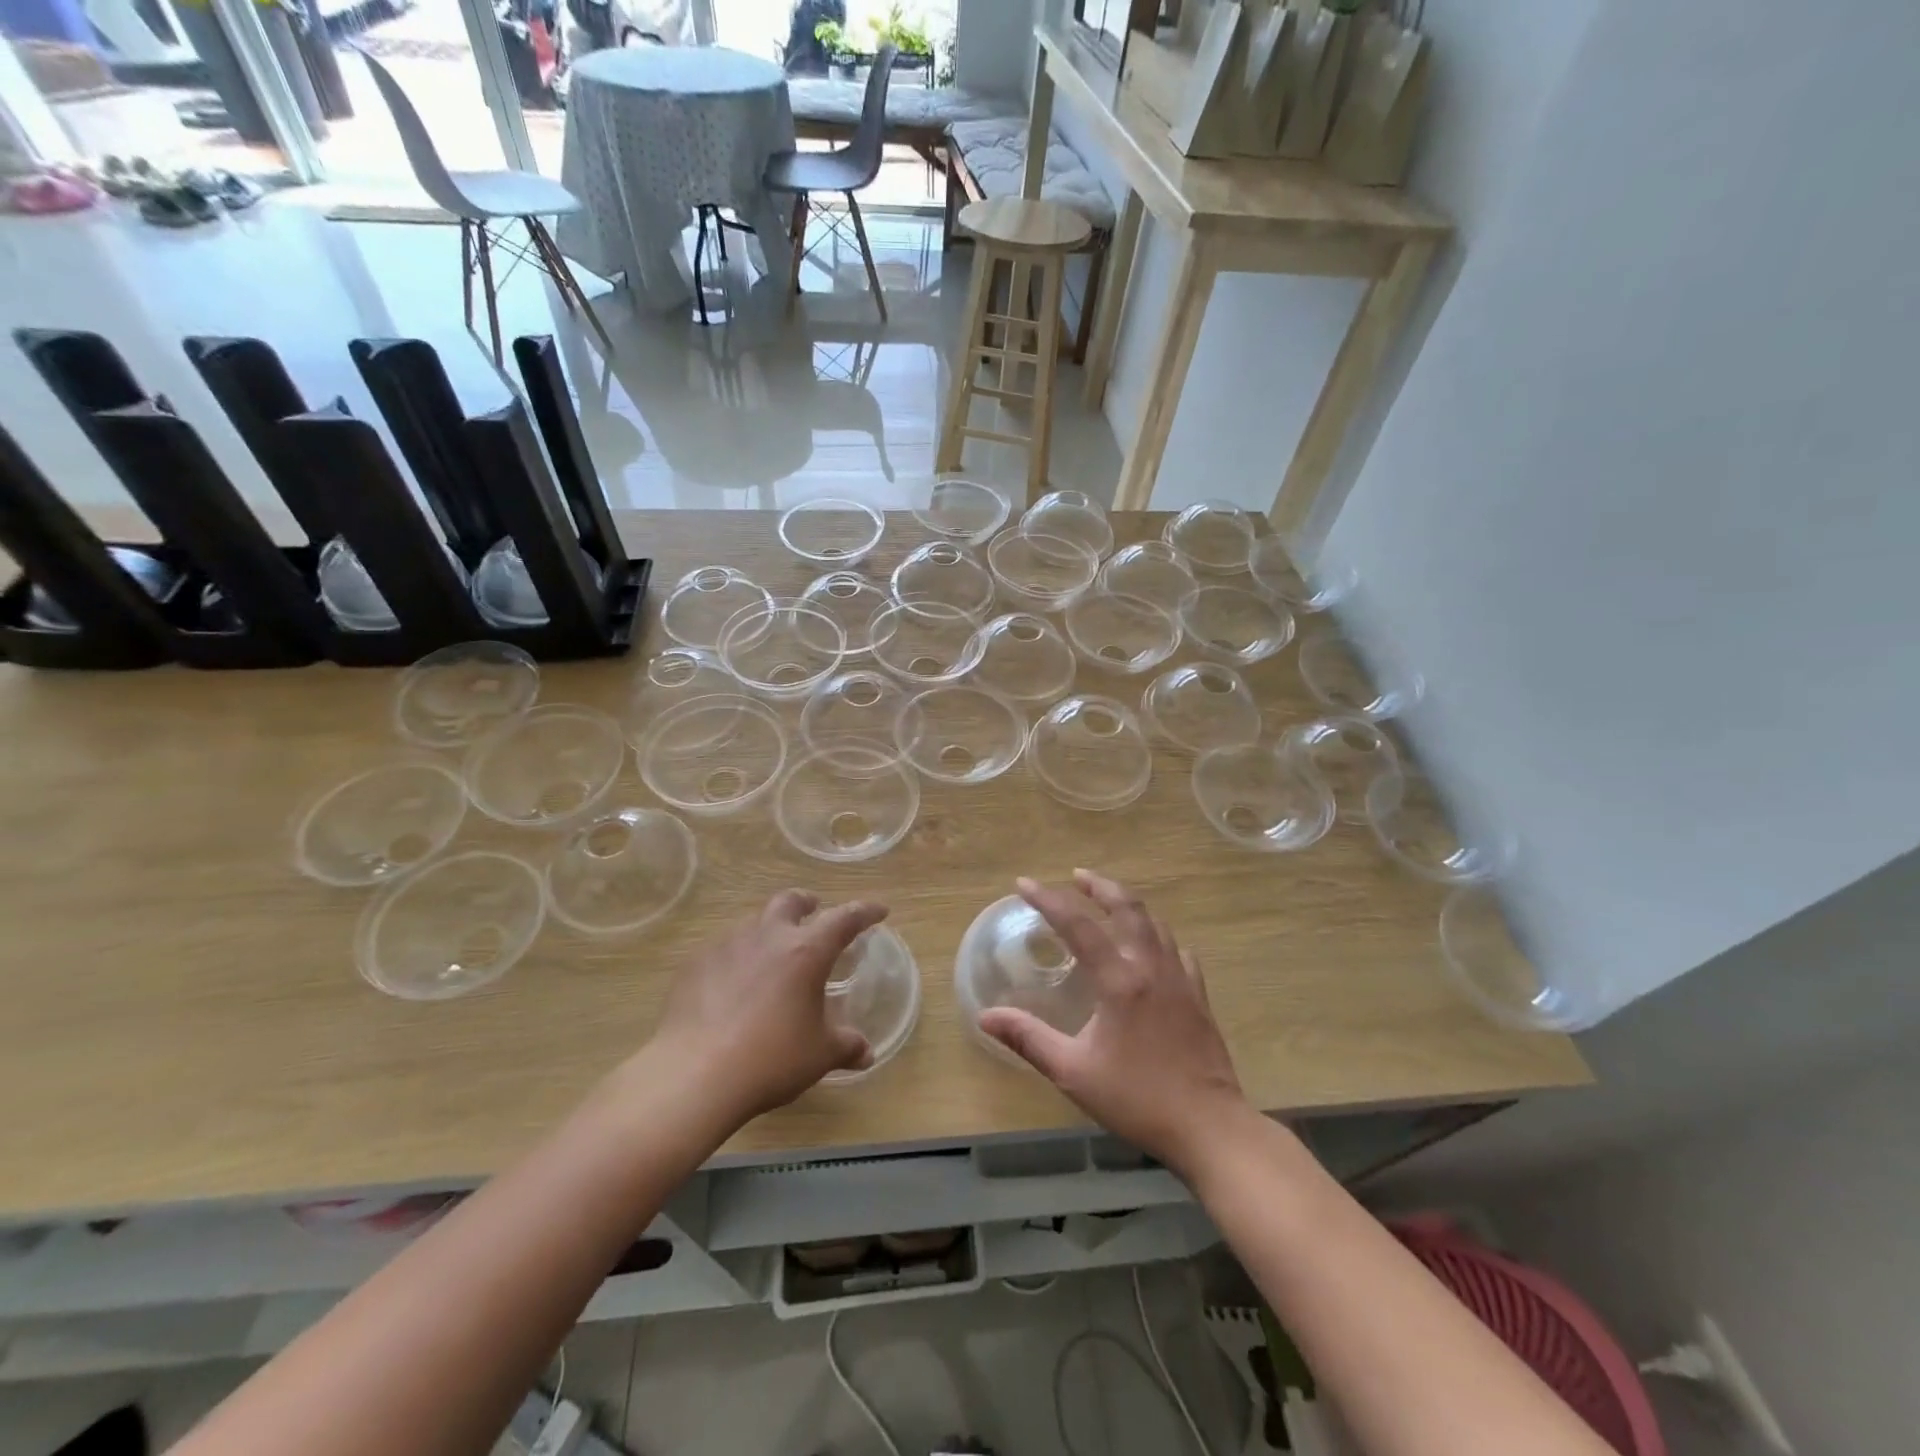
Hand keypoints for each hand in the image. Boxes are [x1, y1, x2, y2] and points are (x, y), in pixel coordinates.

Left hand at [654, 890, 887, 1125]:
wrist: (694, 1074)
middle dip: (806, 902)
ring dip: (769, 929)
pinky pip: (723, 949)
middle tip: (813, 912)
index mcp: (806, 951)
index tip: (878, 910)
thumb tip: (866, 1052)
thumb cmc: (771, 1059)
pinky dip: (737, 956)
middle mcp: (768, 936)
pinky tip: (733, 983)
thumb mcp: (819, 1055)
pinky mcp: (695, 964)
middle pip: (789, 901)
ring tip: (772, 953)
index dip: (865, 911)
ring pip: (753, 922)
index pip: (844, 919)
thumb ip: (846, 1046)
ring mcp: (727, 946)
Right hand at [979, 870, 1248, 1177]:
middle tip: (1077, 875)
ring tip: (1108, 900)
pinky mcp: (1198, 996)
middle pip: (1127, 907)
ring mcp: (1180, 978)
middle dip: (1099, 885)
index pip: (1078, 924)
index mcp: (1119, 980)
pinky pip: (1176, 949)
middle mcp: (1151, 967)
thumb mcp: (1073, 1072)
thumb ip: (1028, 1039)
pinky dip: (1157, 935)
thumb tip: (986, 1016)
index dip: (1048, 899)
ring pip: (1155, 923)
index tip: (1024, 883)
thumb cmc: (1137, 1099)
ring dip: (1128, 904)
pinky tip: (1151, 946)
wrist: (1210, 1127)